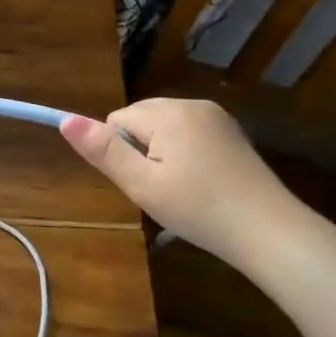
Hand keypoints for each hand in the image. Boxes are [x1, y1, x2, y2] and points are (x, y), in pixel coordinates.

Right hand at [60, 98, 296, 264]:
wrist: (270, 232)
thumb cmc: (199, 210)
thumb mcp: (142, 184)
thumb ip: (103, 150)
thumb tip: (65, 119)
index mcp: (168, 113)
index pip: (117, 120)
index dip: (120, 153)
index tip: (142, 183)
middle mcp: (192, 104)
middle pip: (141, 119)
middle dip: (140, 150)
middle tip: (161, 190)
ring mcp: (216, 117)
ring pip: (165, 127)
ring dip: (162, 153)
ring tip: (180, 190)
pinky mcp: (232, 133)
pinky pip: (190, 134)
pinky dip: (185, 154)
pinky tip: (200, 184)